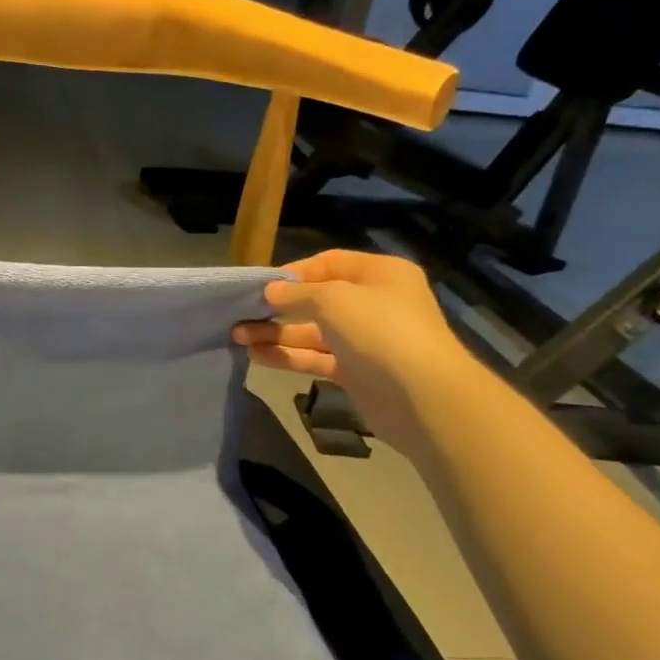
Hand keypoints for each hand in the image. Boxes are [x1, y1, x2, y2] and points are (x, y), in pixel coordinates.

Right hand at [234, 249, 476, 456]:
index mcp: (380, 274)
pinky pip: (315, 358)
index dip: (295, 272)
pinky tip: (256, 355)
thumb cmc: (379, 330)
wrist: (422, 396)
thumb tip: (271, 291)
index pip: (329, 263)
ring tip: (237, 336)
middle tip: (241, 313)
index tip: (262, 285)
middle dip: (278, 307)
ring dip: (276, 333)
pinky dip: (288, 356)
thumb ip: (297, 294)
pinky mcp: (356, 372)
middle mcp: (374, 303)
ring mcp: (365, 340)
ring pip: (312, 332)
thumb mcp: (333, 299)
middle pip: (317, 300)